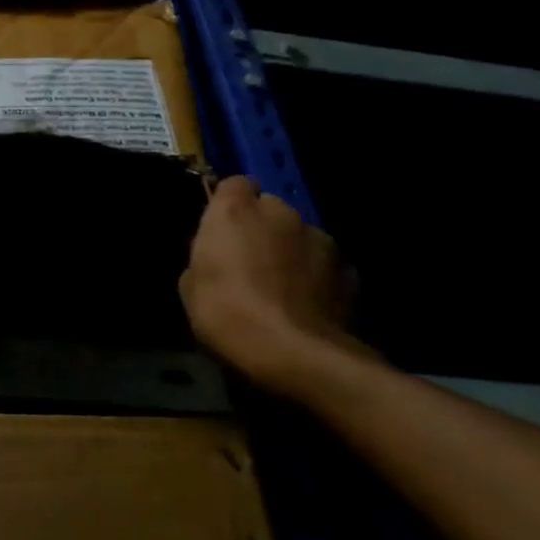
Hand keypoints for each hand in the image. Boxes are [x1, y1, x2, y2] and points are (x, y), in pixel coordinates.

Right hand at [179, 176, 365, 392]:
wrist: (295, 355)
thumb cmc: (227, 313)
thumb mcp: (190, 287)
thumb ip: (204, 259)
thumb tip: (216, 261)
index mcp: (236, 210)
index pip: (234, 184)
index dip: (228, 204)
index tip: (221, 229)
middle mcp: (280, 213)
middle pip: (270, 208)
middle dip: (261, 228)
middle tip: (249, 261)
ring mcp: (320, 239)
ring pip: (301, 235)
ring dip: (291, 251)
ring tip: (283, 288)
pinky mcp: (349, 271)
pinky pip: (325, 265)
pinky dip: (317, 277)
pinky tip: (307, 306)